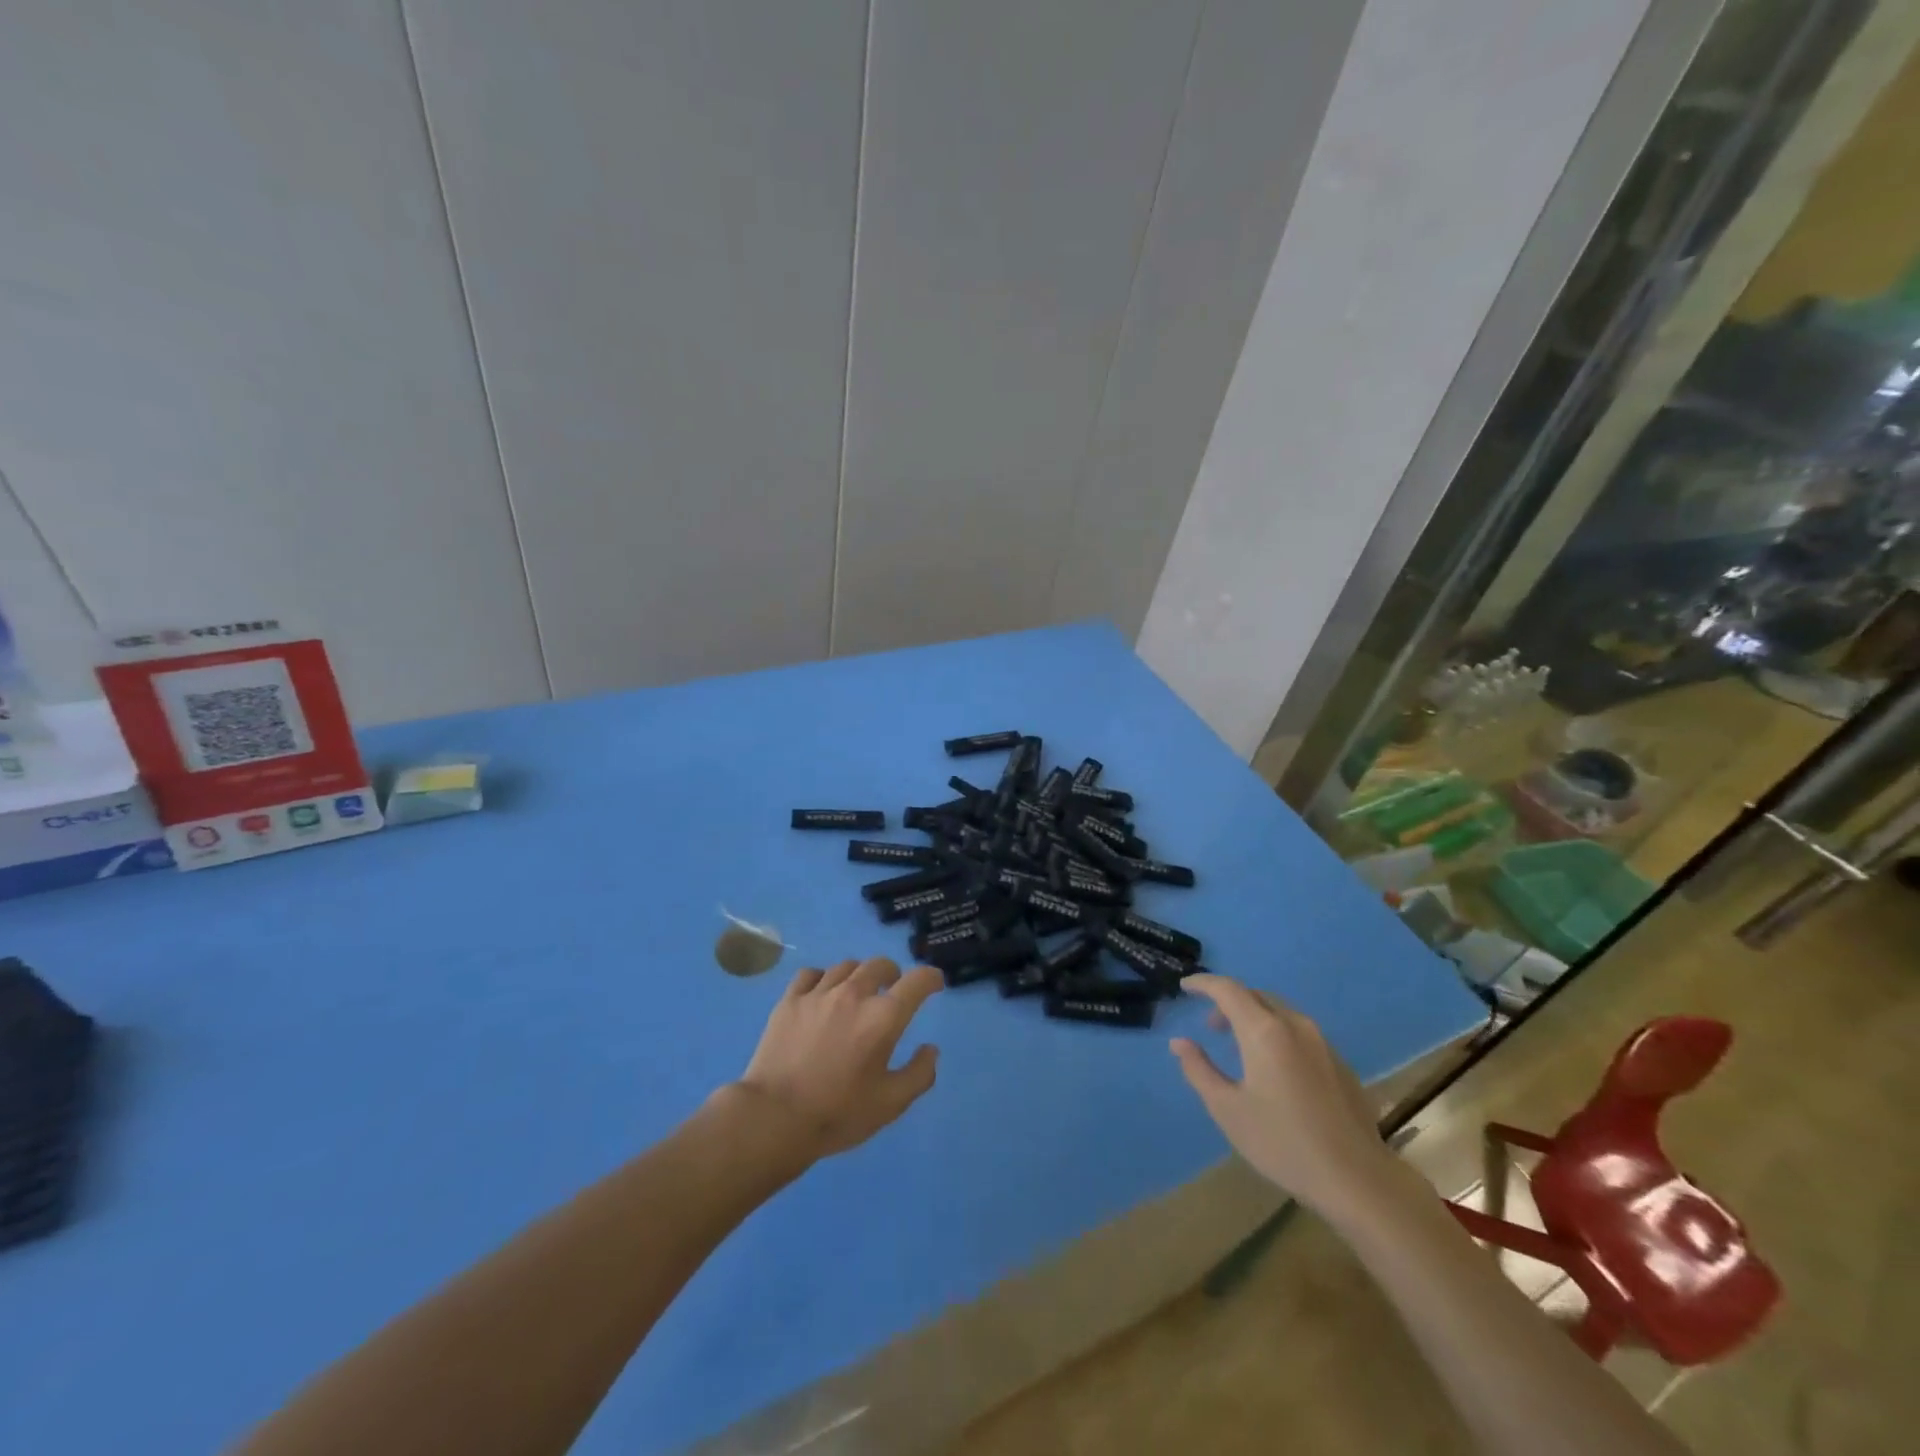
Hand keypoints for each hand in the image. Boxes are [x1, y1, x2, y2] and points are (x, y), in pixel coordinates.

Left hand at [735, 957, 942, 1158]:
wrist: (774, 1118)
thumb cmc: (837, 1114)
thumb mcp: (890, 1104)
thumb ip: (919, 1074)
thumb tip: (931, 1049)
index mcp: (882, 1018)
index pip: (917, 981)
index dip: (931, 978)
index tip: (934, 983)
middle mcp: (853, 995)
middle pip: (880, 965)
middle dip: (893, 974)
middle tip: (893, 989)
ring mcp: (818, 994)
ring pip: (846, 966)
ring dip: (860, 975)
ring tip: (858, 991)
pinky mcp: (789, 1000)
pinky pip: (811, 974)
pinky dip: (824, 978)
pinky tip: (822, 993)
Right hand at [1170, 975, 1398, 1215]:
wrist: (1357, 1179)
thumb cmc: (1282, 1143)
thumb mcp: (1227, 1109)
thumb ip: (1199, 1070)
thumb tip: (1180, 1043)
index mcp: (1264, 1031)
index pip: (1227, 990)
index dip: (1203, 983)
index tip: (1185, 987)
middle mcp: (1295, 1026)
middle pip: (1256, 996)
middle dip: (1229, 1002)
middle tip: (1211, 1026)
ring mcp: (1322, 1043)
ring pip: (1280, 1012)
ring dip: (1255, 1018)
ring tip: (1240, 1048)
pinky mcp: (1340, 1064)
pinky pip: (1301, 1033)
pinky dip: (1278, 1034)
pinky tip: (1276, 1069)